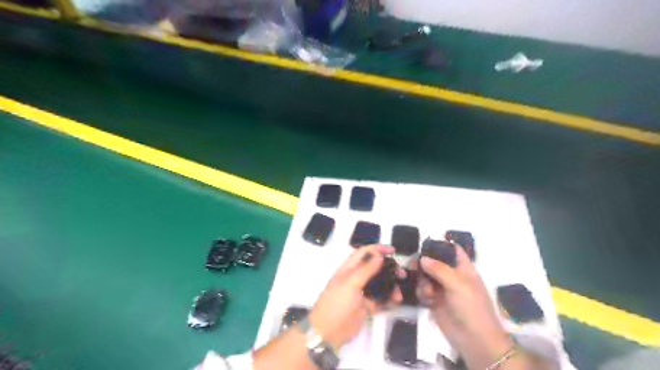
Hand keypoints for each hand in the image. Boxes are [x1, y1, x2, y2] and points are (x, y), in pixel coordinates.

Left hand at [308, 244, 401, 347]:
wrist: (328, 332)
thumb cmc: (337, 303)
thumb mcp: (350, 283)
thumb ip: (365, 269)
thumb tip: (379, 256)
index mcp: (348, 269)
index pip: (363, 253)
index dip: (377, 249)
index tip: (393, 250)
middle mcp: (355, 278)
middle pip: (374, 268)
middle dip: (388, 268)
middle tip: (401, 273)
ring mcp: (361, 293)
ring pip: (379, 284)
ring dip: (390, 286)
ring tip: (399, 292)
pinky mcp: (366, 307)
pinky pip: (380, 300)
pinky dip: (389, 299)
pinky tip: (396, 301)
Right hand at [414, 245, 511, 367]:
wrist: (475, 340)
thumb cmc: (471, 307)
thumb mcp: (458, 284)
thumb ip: (439, 268)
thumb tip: (422, 258)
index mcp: (463, 269)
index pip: (453, 251)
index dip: (442, 245)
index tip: (426, 245)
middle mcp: (452, 276)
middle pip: (435, 262)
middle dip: (424, 263)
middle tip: (413, 265)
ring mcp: (443, 289)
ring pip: (426, 276)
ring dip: (423, 280)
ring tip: (427, 290)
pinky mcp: (435, 302)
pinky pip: (423, 291)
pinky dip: (422, 292)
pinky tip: (427, 299)